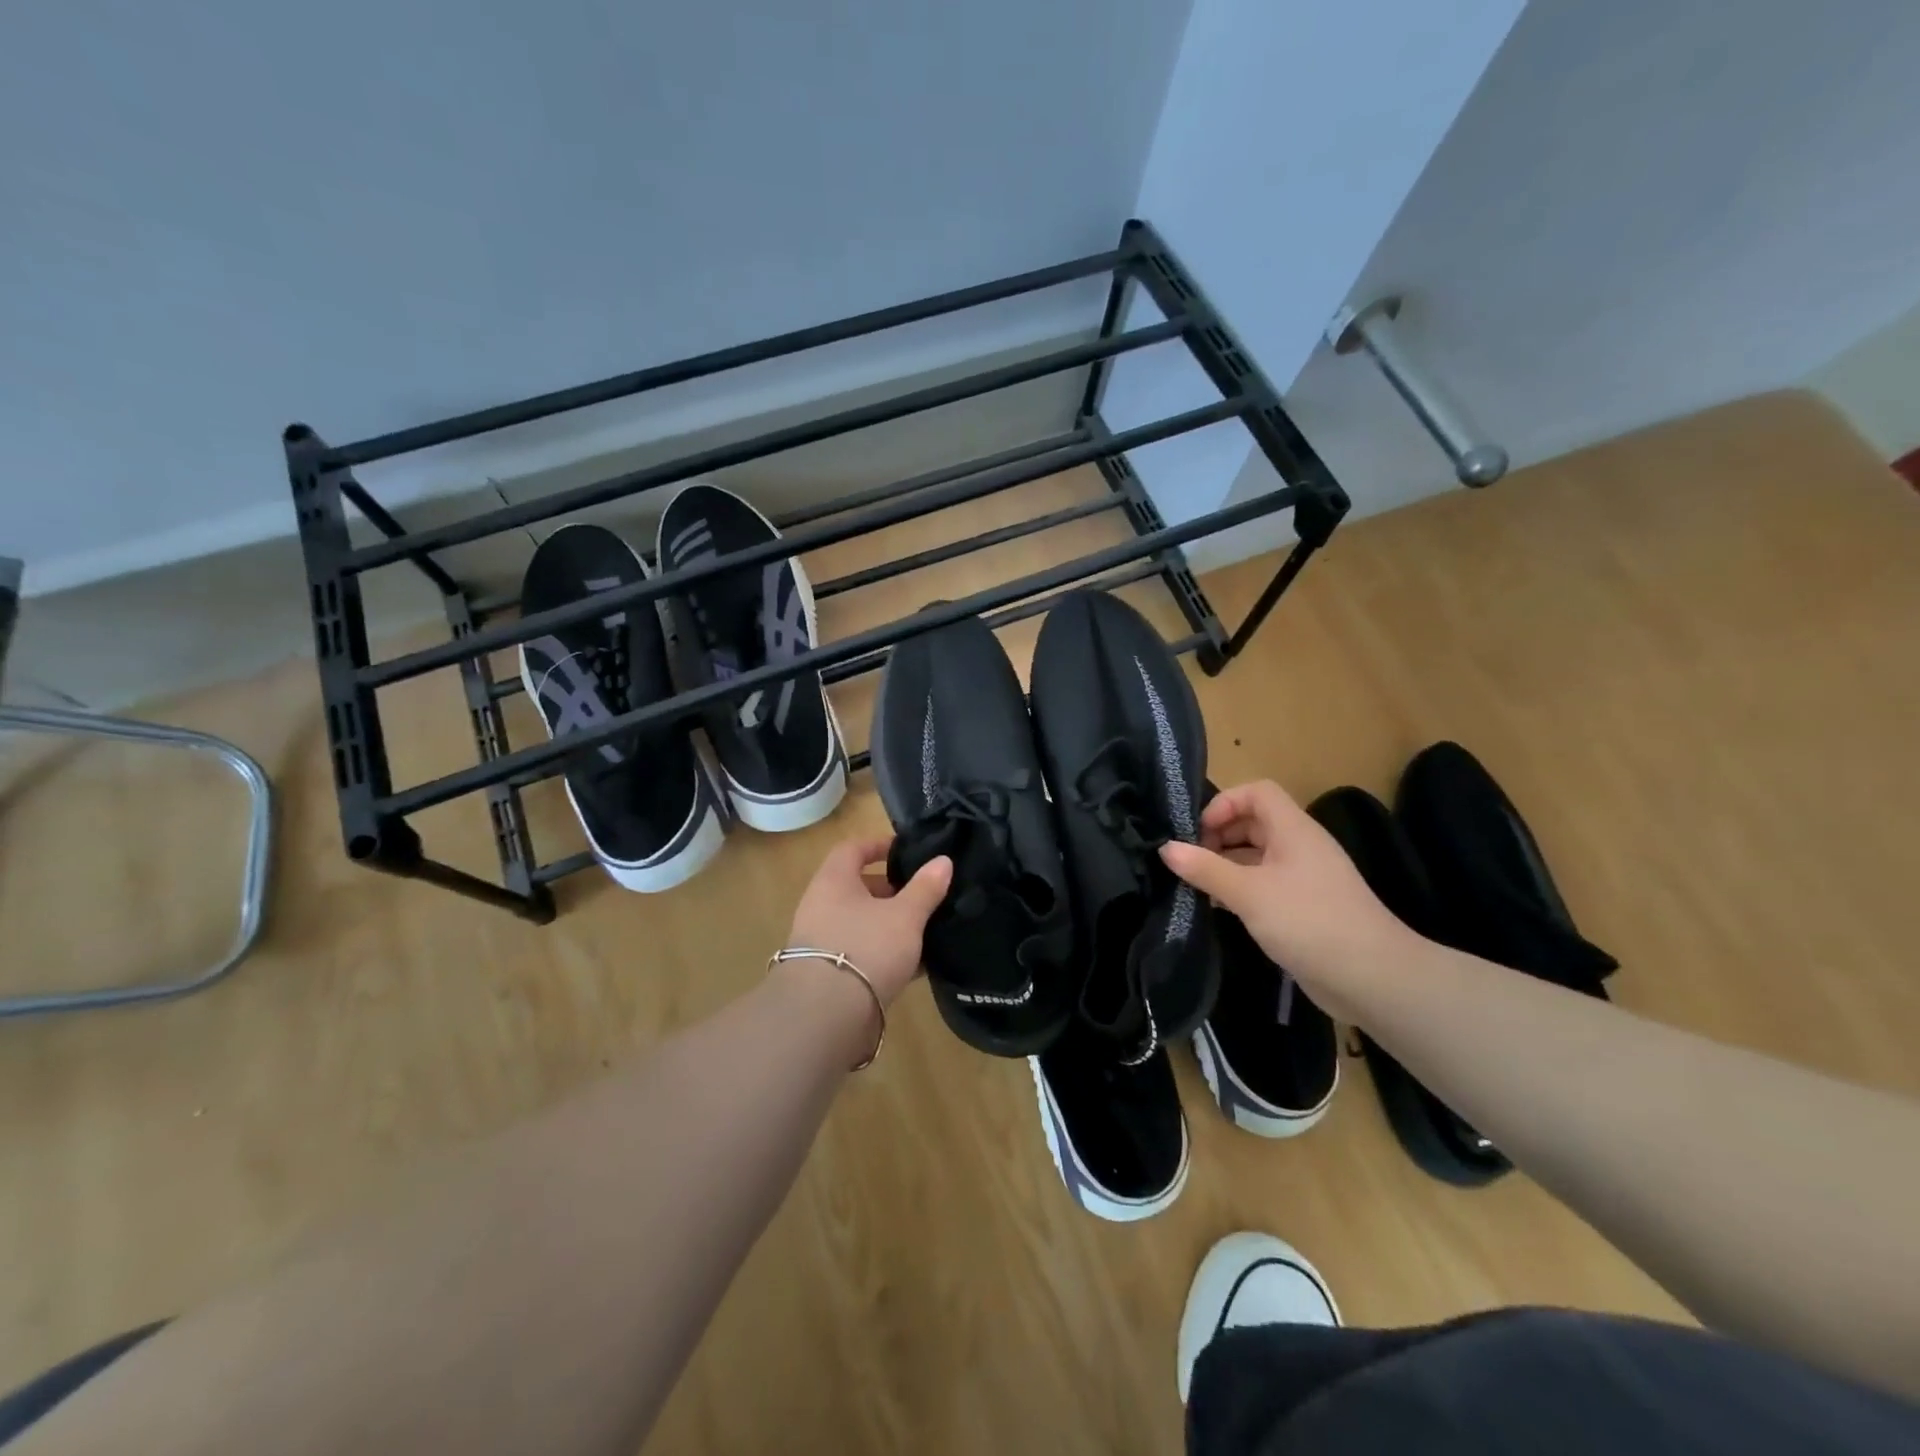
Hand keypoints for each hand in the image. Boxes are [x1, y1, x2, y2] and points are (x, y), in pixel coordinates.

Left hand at [786, 837, 951, 1007]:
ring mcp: (822, 943)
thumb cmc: (866, 948)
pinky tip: (916, 967)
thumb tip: (943, 861)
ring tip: (925, 930)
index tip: (906, 851)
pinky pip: (862, 954)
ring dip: (890, 924)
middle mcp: (821, 907)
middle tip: (923, 895)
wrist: (826, 1017)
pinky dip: (886, 955)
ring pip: (862, 923)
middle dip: (891, 890)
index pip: (852, 849)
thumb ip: (925, 888)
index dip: (878, 845)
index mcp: (834, 882)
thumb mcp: (905, 916)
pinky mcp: (829, 976)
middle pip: (857, 888)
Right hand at [1160, 780, 1411, 1011]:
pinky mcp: (1304, 907)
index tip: (1198, 833)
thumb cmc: (1309, 922)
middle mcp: (1300, 846)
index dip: (1225, 803)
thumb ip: (1205, 869)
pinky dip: (1240, 889)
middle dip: (1219, 836)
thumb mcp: (1249, 893)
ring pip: (1257, 856)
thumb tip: (1166, 848)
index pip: (1257, 792)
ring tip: (1197, 886)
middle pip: (1254, 822)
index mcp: (1294, 830)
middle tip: (1191, 862)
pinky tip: (1220, 909)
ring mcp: (1304, 878)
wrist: (1373, 978)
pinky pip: (1265, 884)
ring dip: (1226, 865)